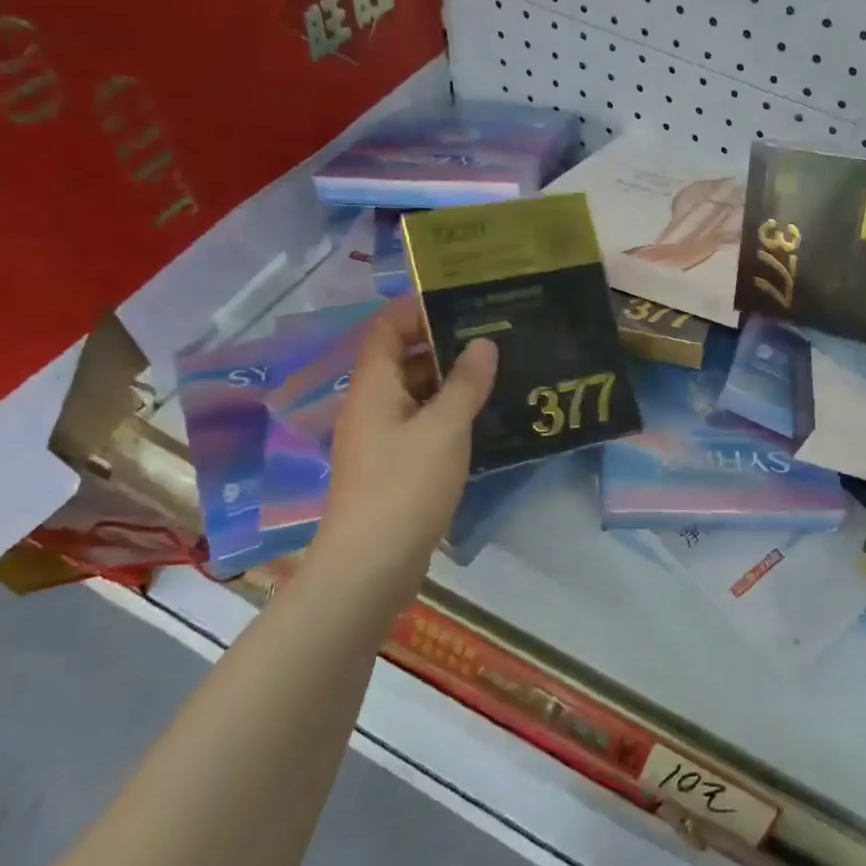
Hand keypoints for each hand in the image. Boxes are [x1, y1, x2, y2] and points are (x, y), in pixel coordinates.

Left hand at [300, 295, 496, 613]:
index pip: (386, 328)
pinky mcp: (391, 467)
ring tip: (495, 375)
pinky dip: (445, 416)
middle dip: (442, 346)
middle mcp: (370, 406)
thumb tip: (484, 344)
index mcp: (373, 386)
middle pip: (401, 360)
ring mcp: (378, 439)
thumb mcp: (445, 427)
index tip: (461, 302)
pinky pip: (419, 426)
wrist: (372, 562)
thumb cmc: (406, 484)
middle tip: (492, 338)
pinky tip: (480, 420)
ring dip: (448, 383)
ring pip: (413, 395)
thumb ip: (466, 383)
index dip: (416, 310)